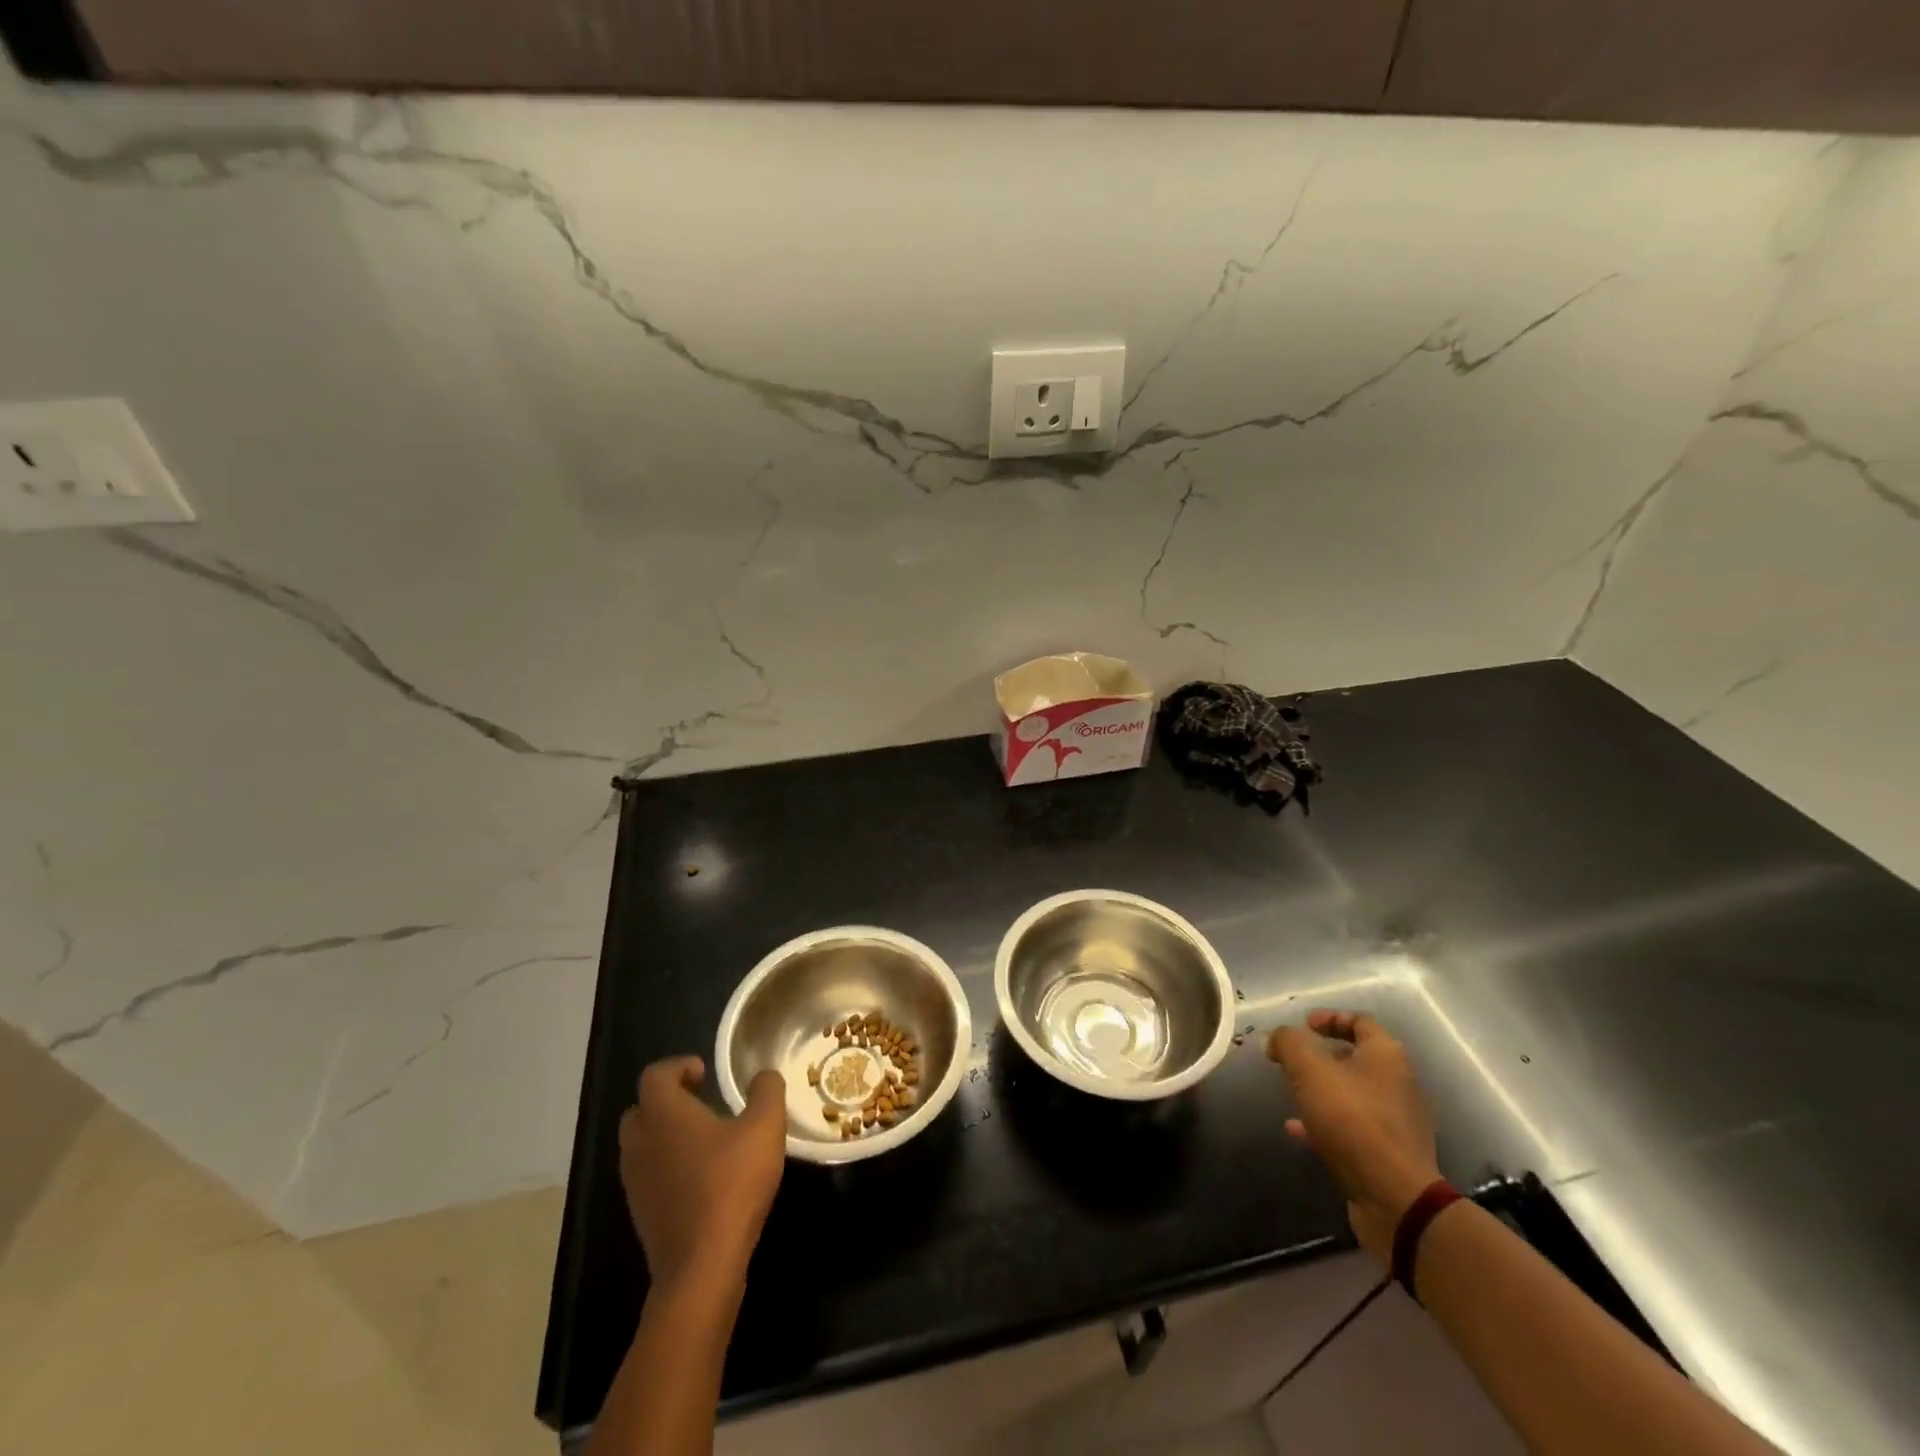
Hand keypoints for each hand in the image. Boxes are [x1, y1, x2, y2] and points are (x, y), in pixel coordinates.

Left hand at [618, 1056, 786, 1294]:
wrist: (702, 1266)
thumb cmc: (731, 1184)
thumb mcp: (765, 1127)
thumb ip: (766, 1092)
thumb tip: (764, 1076)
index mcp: (663, 1114)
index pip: (655, 1075)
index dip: (678, 1066)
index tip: (705, 1073)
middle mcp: (640, 1143)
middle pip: (642, 1109)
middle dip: (668, 1100)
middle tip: (702, 1100)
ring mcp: (635, 1182)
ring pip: (642, 1144)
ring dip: (667, 1135)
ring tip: (706, 1138)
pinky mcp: (642, 1214)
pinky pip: (649, 1175)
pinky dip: (668, 1166)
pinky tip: (702, 1176)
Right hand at [1267, 1009, 1441, 1264]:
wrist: (1395, 1197)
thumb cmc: (1353, 1120)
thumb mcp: (1310, 1070)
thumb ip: (1289, 1044)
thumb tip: (1276, 1038)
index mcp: (1386, 1056)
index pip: (1361, 1022)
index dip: (1330, 1018)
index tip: (1303, 1025)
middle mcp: (1398, 1083)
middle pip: (1357, 1058)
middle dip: (1322, 1055)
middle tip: (1292, 1059)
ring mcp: (1396, 1122)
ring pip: (1353, 1094)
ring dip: (1322, 1090)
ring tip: (1291, 1092)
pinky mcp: (1389, 1153)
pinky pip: (1352, 1127)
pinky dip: (1325, 1122)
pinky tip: (1297, 1130)